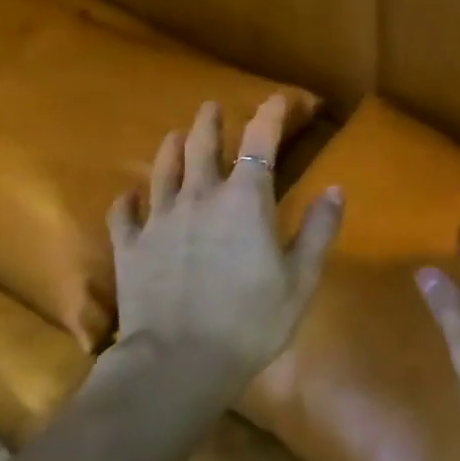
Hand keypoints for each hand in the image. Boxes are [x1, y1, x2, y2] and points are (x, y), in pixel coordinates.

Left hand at [105, 95, 341, 400]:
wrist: (179, 361)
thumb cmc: (252, 321)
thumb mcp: (301, 279)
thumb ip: (319, 230)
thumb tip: (335, 189)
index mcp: (246, 201)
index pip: (259, 143)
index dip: (269, 115)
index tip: (276, 99)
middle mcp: (200, 197)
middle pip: (201, 145)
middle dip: (210, 122)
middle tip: (211, 106)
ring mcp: (159, 219)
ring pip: (162, 170)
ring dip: (171, 148)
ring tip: (174, 135)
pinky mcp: (130, 246)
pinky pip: (124, 212)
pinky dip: (128, 199)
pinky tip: (129, 194)